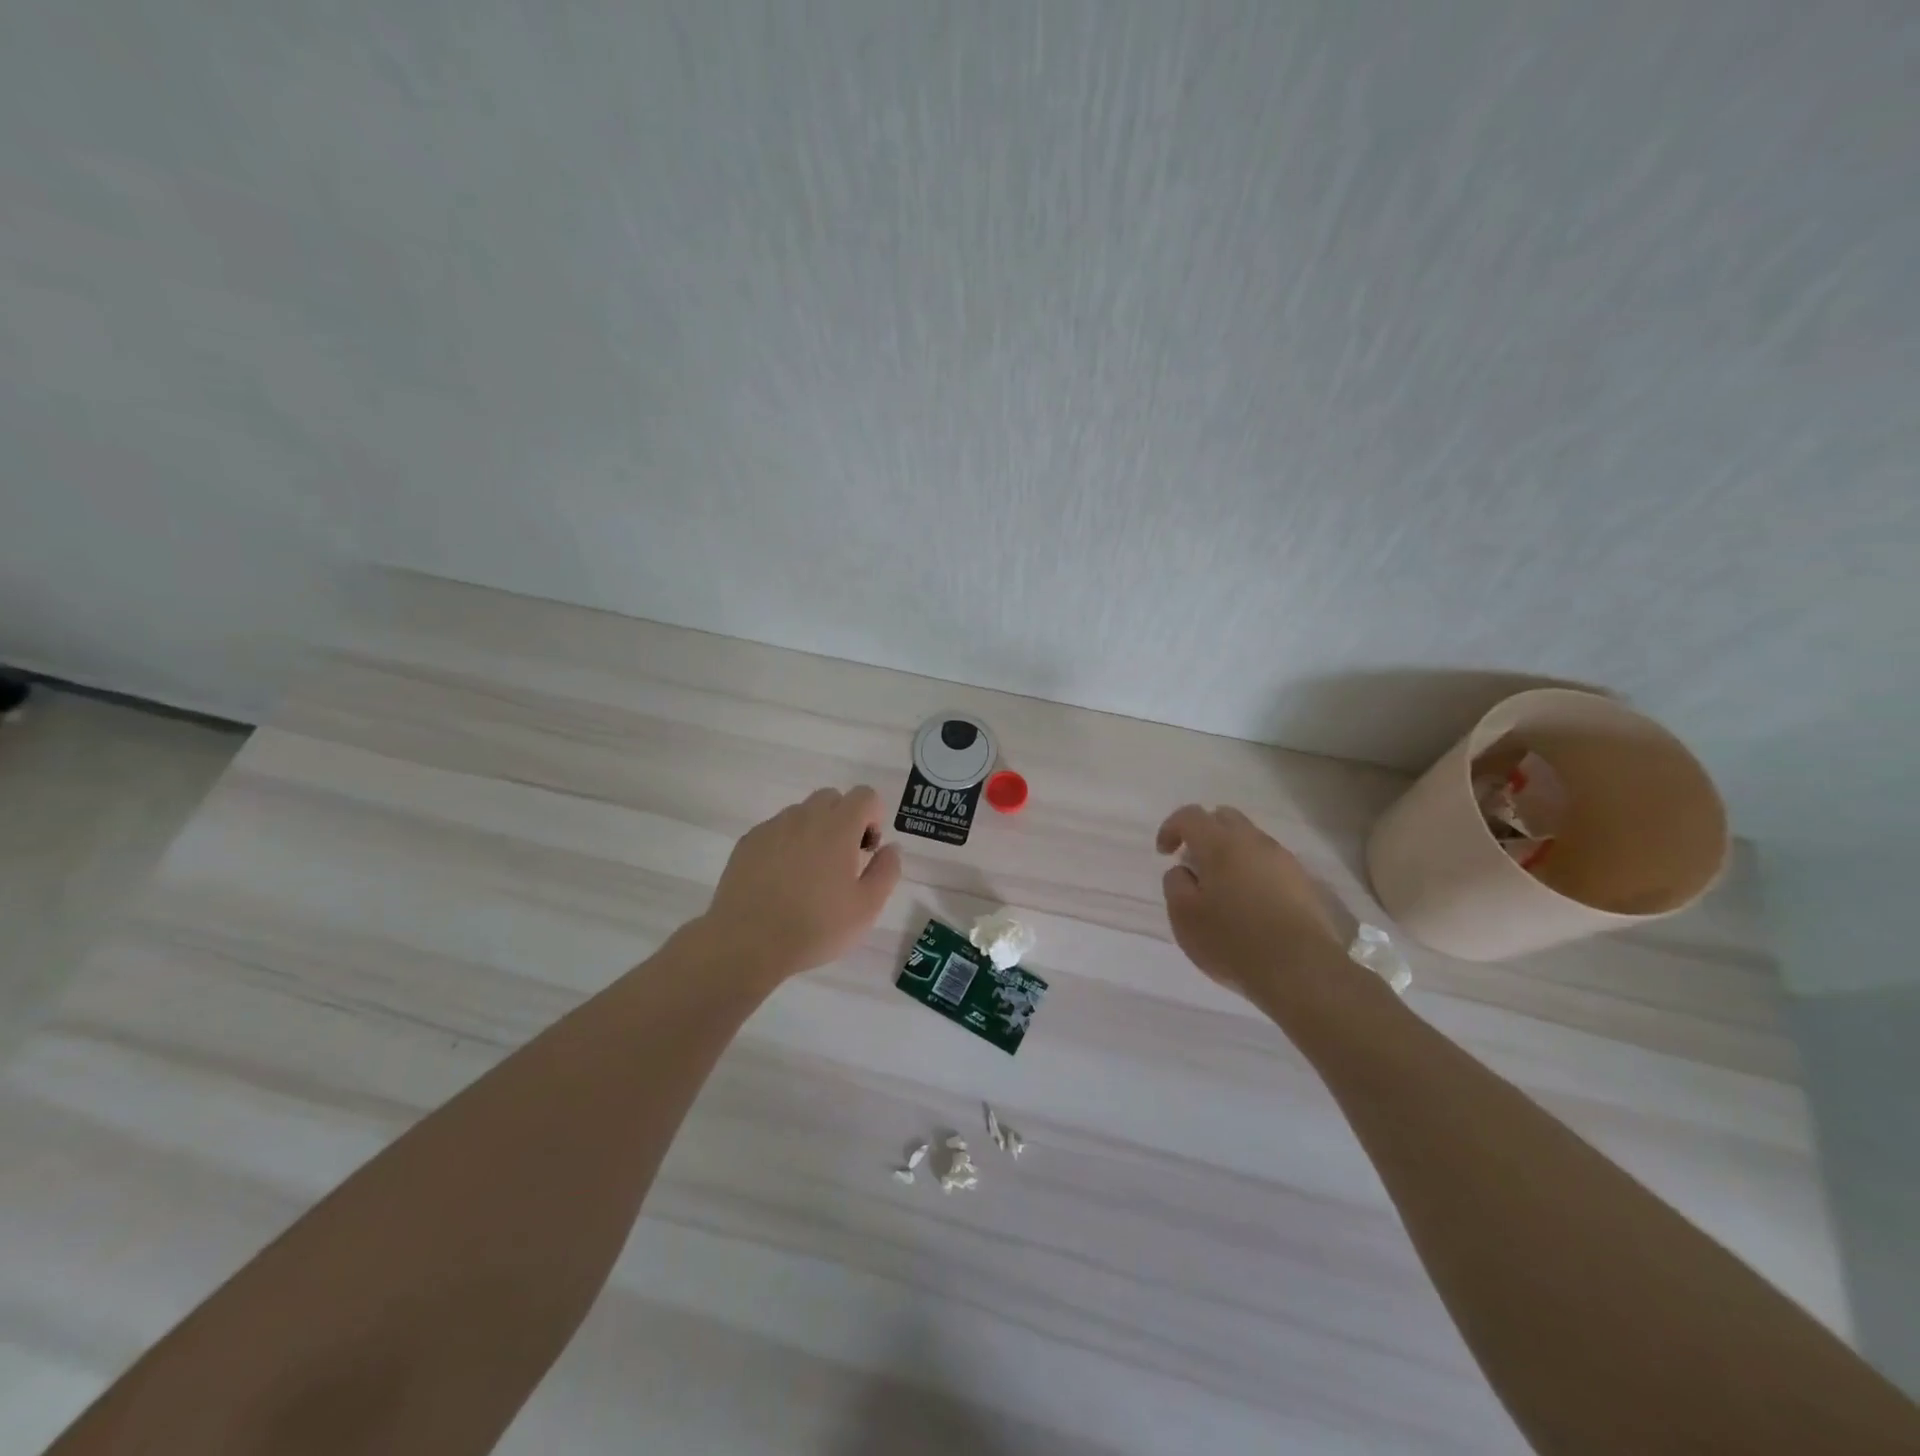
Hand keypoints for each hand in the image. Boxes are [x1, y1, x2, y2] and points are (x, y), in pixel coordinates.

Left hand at [699, 786, 902, 983]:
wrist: (746, 943)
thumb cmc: (815, 927)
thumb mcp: (867, 908)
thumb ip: (887, 871)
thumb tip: (890, 847)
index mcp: (838, 826)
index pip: (865, 795)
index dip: (874, 818)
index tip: (867, 851)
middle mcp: (804, 817)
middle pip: (832, 798)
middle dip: (844, 820)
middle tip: (842, 861)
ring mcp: (772, 827)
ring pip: (802, 813)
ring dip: (814, 831)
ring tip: (809, 874)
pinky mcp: (748, 842)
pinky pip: (776, 830)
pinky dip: (786, 844)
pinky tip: (781, 881)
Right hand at [1155, 804, 1346, 1001]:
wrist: (1302, 970)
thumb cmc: (1233, 941)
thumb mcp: (1184, 917)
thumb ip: (1175, 884)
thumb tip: (1184, 870)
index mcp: (1220, 844)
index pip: (1190, 815)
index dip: (1171, 828)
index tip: (1164, 854)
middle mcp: (1254, 842)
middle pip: (1224, 818)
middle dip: (1204, 833)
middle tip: (1194, 865)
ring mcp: (1284, 860)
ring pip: (1250, 840)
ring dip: (1231, 854)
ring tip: (1223, 889)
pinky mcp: (1304, 883)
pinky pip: (1271, 864)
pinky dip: (1254, 872)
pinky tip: (1251, 905)